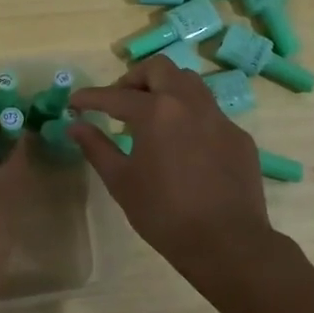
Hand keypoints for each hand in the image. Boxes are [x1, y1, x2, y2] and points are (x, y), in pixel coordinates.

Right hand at [69, 56, 273, 280]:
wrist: (227, 243)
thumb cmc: (164, 214)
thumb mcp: (121, 181)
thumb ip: (96, 147)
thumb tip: (76, 126)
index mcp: (156, 112)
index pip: (115, 95)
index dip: (90, 97)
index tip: (74, 103)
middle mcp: (189, 103)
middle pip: (159, 69)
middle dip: (134, 79)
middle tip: (120, 103)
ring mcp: (219, 118)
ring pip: (190, 83)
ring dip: (165, 89)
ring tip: (151, 116)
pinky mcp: (239, 137)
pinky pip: (210, 112)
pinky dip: (189, 116)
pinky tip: (183, 145)